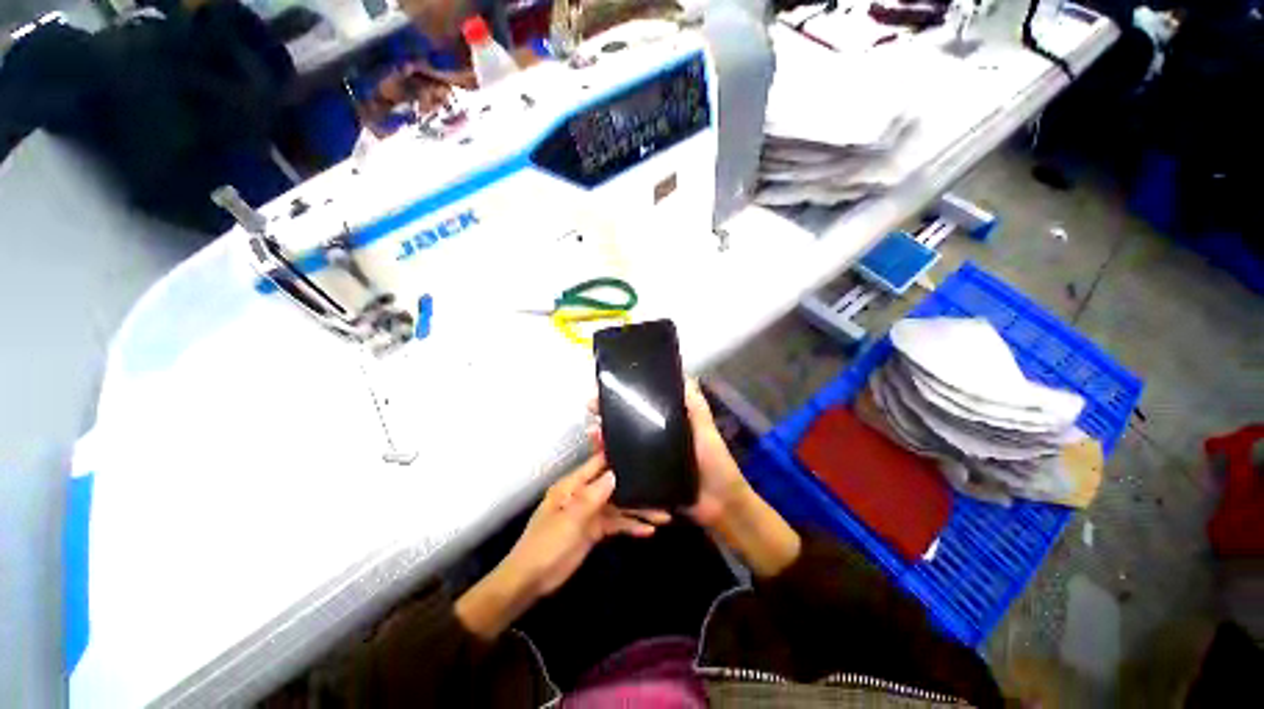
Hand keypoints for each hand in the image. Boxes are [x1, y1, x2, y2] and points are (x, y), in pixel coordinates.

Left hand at [457, 455, 668, 639]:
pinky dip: (630, 526)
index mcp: (572, 485)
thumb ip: (593, 496)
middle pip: (613, 486)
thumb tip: (615, 474)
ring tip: (664, 514)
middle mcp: (583, 494)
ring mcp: (590, 513)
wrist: (531, 581)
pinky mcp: (594, 530)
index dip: (616, 456)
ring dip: (638, 510)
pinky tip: (648, 530)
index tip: (639, 450)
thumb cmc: (545, 544)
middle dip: (635, 486)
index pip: (597, 464)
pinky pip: (615, 524)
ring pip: (618, 506)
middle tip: (661, 485)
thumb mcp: (569, 519)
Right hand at [589, 379, 799, 577]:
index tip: (607, 387)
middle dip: (608, 414)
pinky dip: (610, 464)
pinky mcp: (644, 483)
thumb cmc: (715, 464)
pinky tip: (599, 458)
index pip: (642, 406)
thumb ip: (697, 407)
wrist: (720, 505)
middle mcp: (655, 440)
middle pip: (627, 424)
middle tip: (591, 406)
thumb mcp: (706, 431)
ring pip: (621, 446)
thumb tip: (686, 376)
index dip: (625, 396)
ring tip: (592, 432)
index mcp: (668, 425)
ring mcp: (648, 462)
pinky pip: (624, 471)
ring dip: (604, 438)